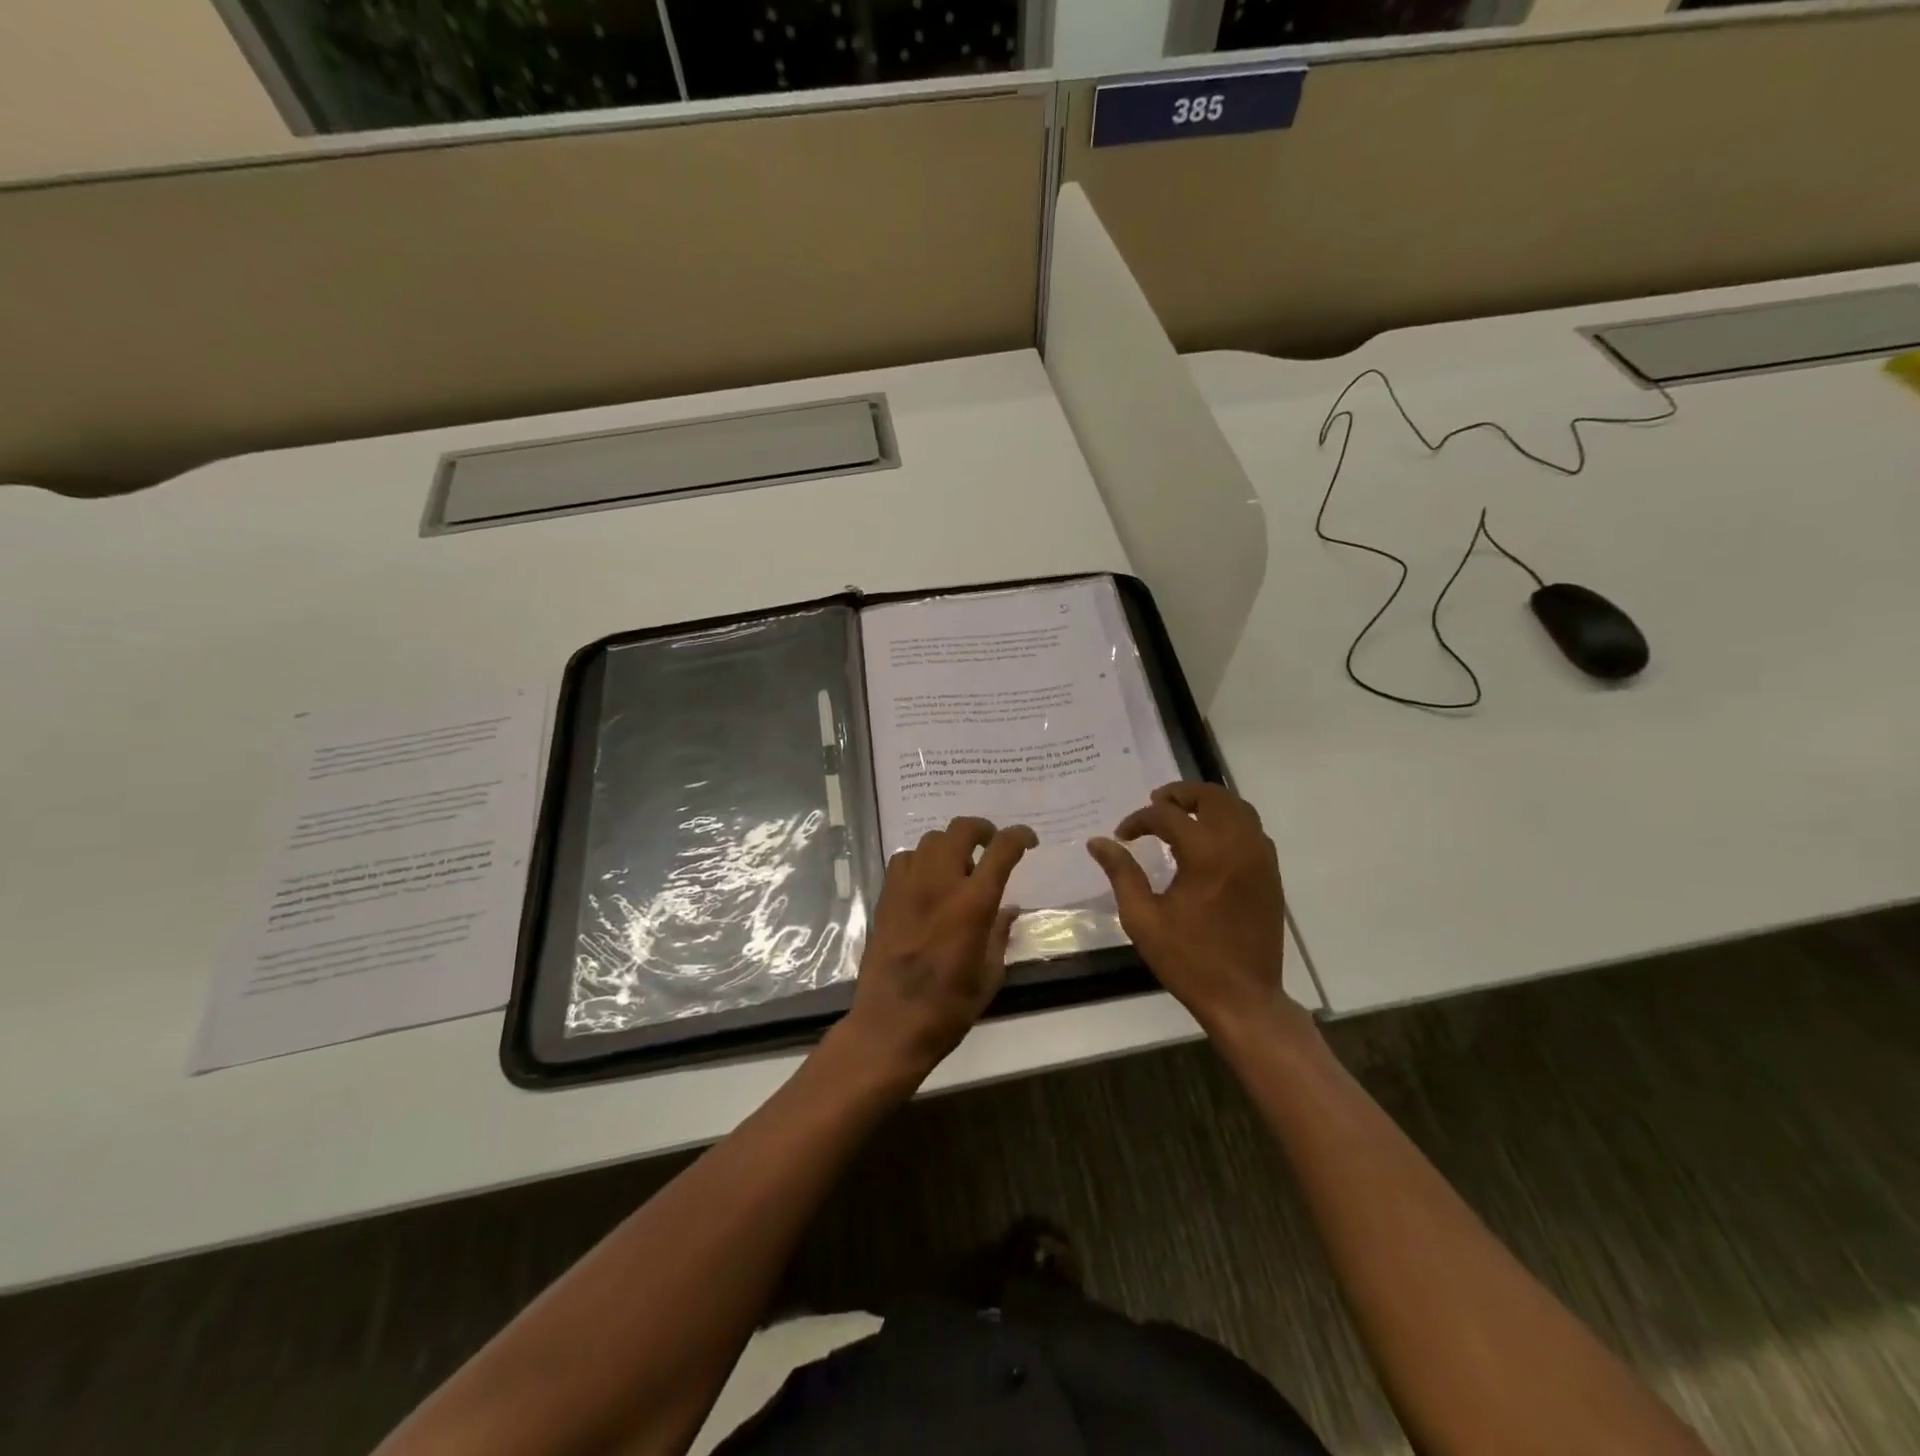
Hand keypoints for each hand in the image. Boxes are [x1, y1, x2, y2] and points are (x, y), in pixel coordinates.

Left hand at [840, 817, 1036, 1083]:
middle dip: (983, 829)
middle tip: (992, 843)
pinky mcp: (886, 896)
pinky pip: (905, 858)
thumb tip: (1009, 908)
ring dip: (951, 845)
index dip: (1020, 836)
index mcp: (973, 903)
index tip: (1029, 840)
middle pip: (961, 829)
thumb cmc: (949, 1007)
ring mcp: (908, 886)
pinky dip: (922, 860)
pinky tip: (927, 881)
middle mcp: (940, 883)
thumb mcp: (990, 974)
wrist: (891, 1024)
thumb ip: (1000, 933)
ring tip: (959, 866)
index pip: (1002, 849)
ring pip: (931, 840)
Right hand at [1086, 783, 1299, 1037]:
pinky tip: (1207, 840)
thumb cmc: (1188, 960)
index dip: (1140, 820)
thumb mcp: (1142, 918)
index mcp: (1206, 855)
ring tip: (1180, 816)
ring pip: (1237, 807)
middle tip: (1154, 805)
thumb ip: (1121, 873)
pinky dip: (1227, 821)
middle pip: (1212, 796)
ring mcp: (1261, 857)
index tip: (1123, 835)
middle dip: (1180, 794)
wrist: (1243, 997)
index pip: (1167, 816)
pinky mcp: (1271, 872)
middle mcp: (1238, 845)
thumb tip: (1098, 842)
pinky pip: (1251, 829)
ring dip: (1207, 804)